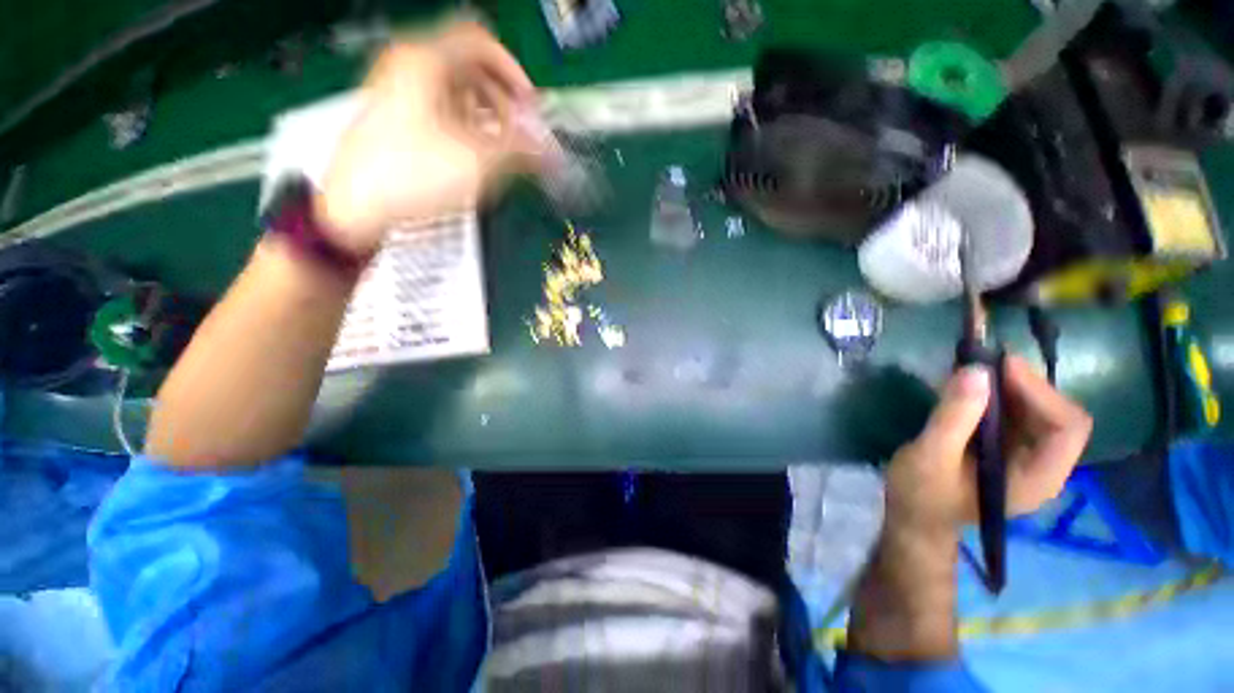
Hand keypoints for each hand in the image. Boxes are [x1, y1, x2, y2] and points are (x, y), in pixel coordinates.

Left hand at [316, 20, 543, 255]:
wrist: (356, 206)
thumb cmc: (413, 176)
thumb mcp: (476, 162)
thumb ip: (519, 150)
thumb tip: (549, 149)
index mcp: (427, 62)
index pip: (481, 42)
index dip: (513, 72)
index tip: (529, 107)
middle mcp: (410, 66)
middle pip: (469, 66)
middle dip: (502, 98)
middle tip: (518, 132)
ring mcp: (398, 91)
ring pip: (454, 88)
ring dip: (485, 114)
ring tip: (499, 147)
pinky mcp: (395, 116)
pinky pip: (439, 107)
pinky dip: (464, 123)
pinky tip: (472, 152)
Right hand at [847, 356, 1091, 662]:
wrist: (914, 518)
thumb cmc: (921, 494)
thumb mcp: (930, 455)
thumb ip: (953, 417)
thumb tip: (976, 371)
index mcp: (1037, 478)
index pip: (1067, 427)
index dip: (1040, 392)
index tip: (999, 367)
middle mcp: (1044, 466)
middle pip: (1059, 415)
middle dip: (1026, 386)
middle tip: (984, 365)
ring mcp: (1028, 459)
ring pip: (1041, 412)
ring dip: (1013, 387)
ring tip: (975, 372)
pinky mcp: (1010, 451)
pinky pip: (1020, 415)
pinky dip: (1001, 395)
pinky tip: (973, 388)